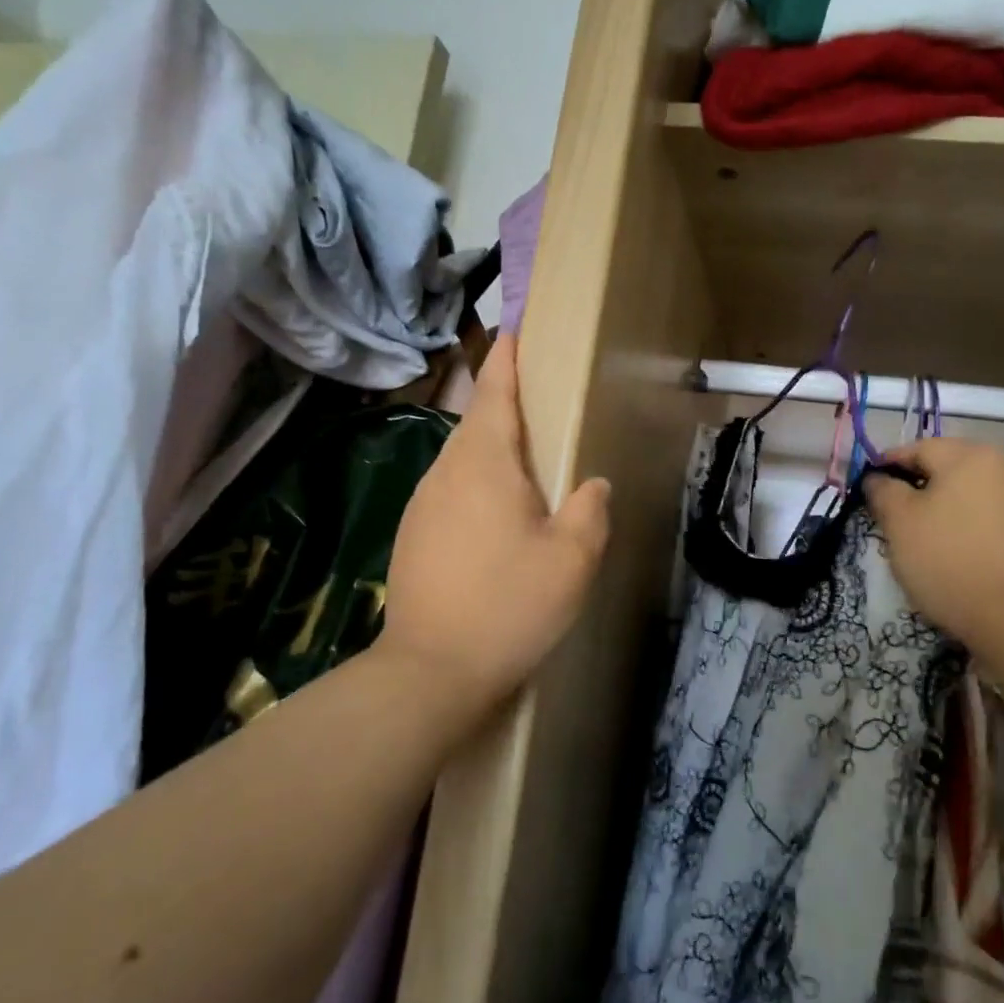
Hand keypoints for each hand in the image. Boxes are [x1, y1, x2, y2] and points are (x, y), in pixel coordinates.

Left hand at [376, 334, 609, 727]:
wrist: (429, 673)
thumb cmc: (508, 606)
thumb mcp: (572, 559)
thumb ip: (590, 510)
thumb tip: (590, 485)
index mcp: (484, 465)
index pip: (495, 394)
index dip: (506, 360)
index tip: (513, 329)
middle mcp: (445, 473)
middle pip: (476, 423)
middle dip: (502, 403)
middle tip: (536, 399)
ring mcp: (422, 505)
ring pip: (460, 459)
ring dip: (490, 448)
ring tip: (523, 460)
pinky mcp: (412, 536)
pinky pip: (450, 491)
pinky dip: (475, 483)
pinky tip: (495, 514)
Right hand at [863, 437, 1003, 654]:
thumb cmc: (948, 560)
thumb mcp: (900, 523)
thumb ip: (884, 492)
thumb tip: (877, 478)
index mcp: (968, 456)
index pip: (918, 448)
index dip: (889, 465)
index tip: (870, 488)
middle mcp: (1003, 466)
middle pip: (949, 468)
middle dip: (919, 487)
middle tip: (894, 515)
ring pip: (971, 493)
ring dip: (946, 507)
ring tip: (925, 536)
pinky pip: (992, 517)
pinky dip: (970, 526)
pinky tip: (958, 551)